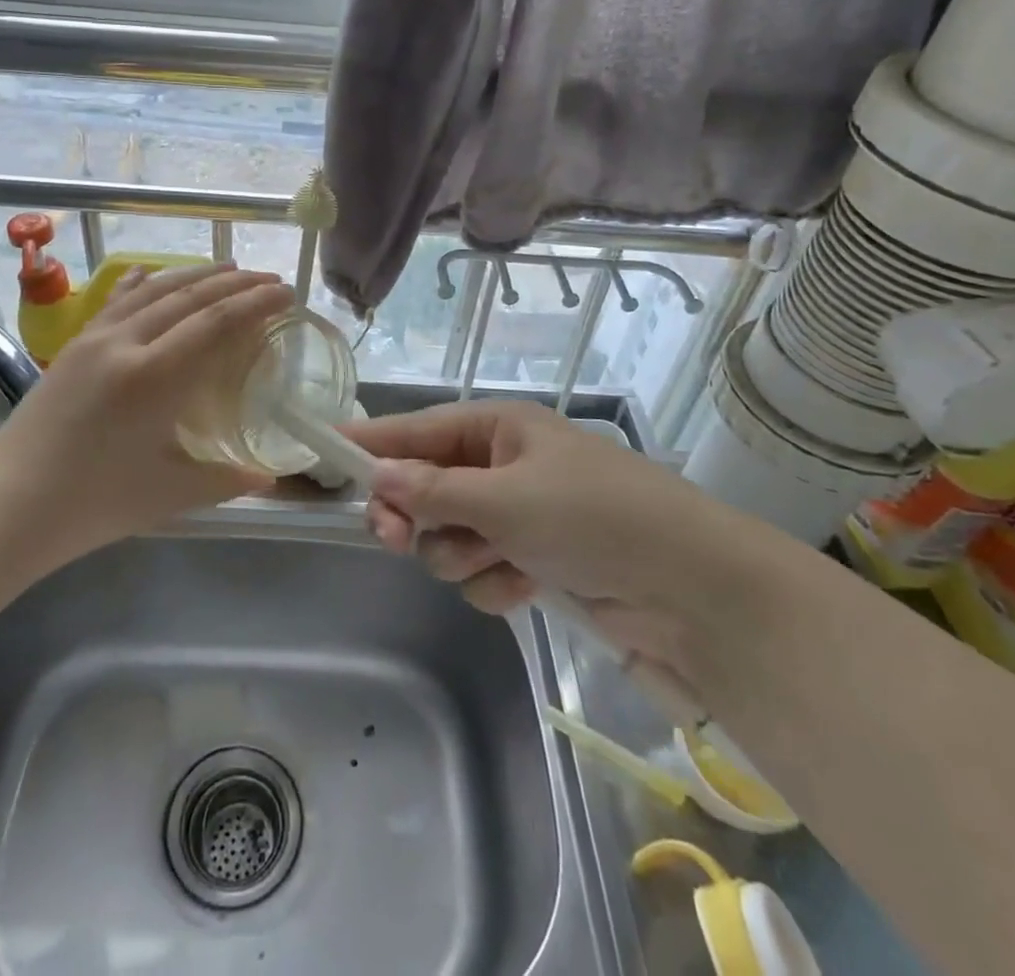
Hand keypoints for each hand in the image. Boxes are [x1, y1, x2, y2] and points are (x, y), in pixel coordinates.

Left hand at [0, 263, 294, 562]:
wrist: (6, 506)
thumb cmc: (93, 505)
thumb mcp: (170, 494)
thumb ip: (227, 478)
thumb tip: (270, 475)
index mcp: (155, 377)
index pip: (218, 322)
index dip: (257, 303)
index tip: (287, 293)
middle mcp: (126, 343)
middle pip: (191, 297)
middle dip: (236, 284)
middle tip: (270, 280)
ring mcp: (95, 339)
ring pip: (154, 290)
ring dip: (196, 275)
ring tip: (229, 269)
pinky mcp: (74, 345)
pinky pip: (116, 300)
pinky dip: (143, 282)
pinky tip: (152, 272)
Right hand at [343, 400, 747, 694]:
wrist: (688, 586)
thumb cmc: (592, 516)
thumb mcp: (506, 499)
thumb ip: (434, 491)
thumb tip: (376, 477)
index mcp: (498, 428)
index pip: (418, 430)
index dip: (373, 442)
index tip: (326, 450)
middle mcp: (503, 465)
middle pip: (426, 487)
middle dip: (413, 514)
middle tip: (392, 536)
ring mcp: (518, 514)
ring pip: (449, 535)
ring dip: (459, 554)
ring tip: (495, 562)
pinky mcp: (534, 559)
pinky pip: (481, 569)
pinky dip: (494, 581)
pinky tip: (523, 586)